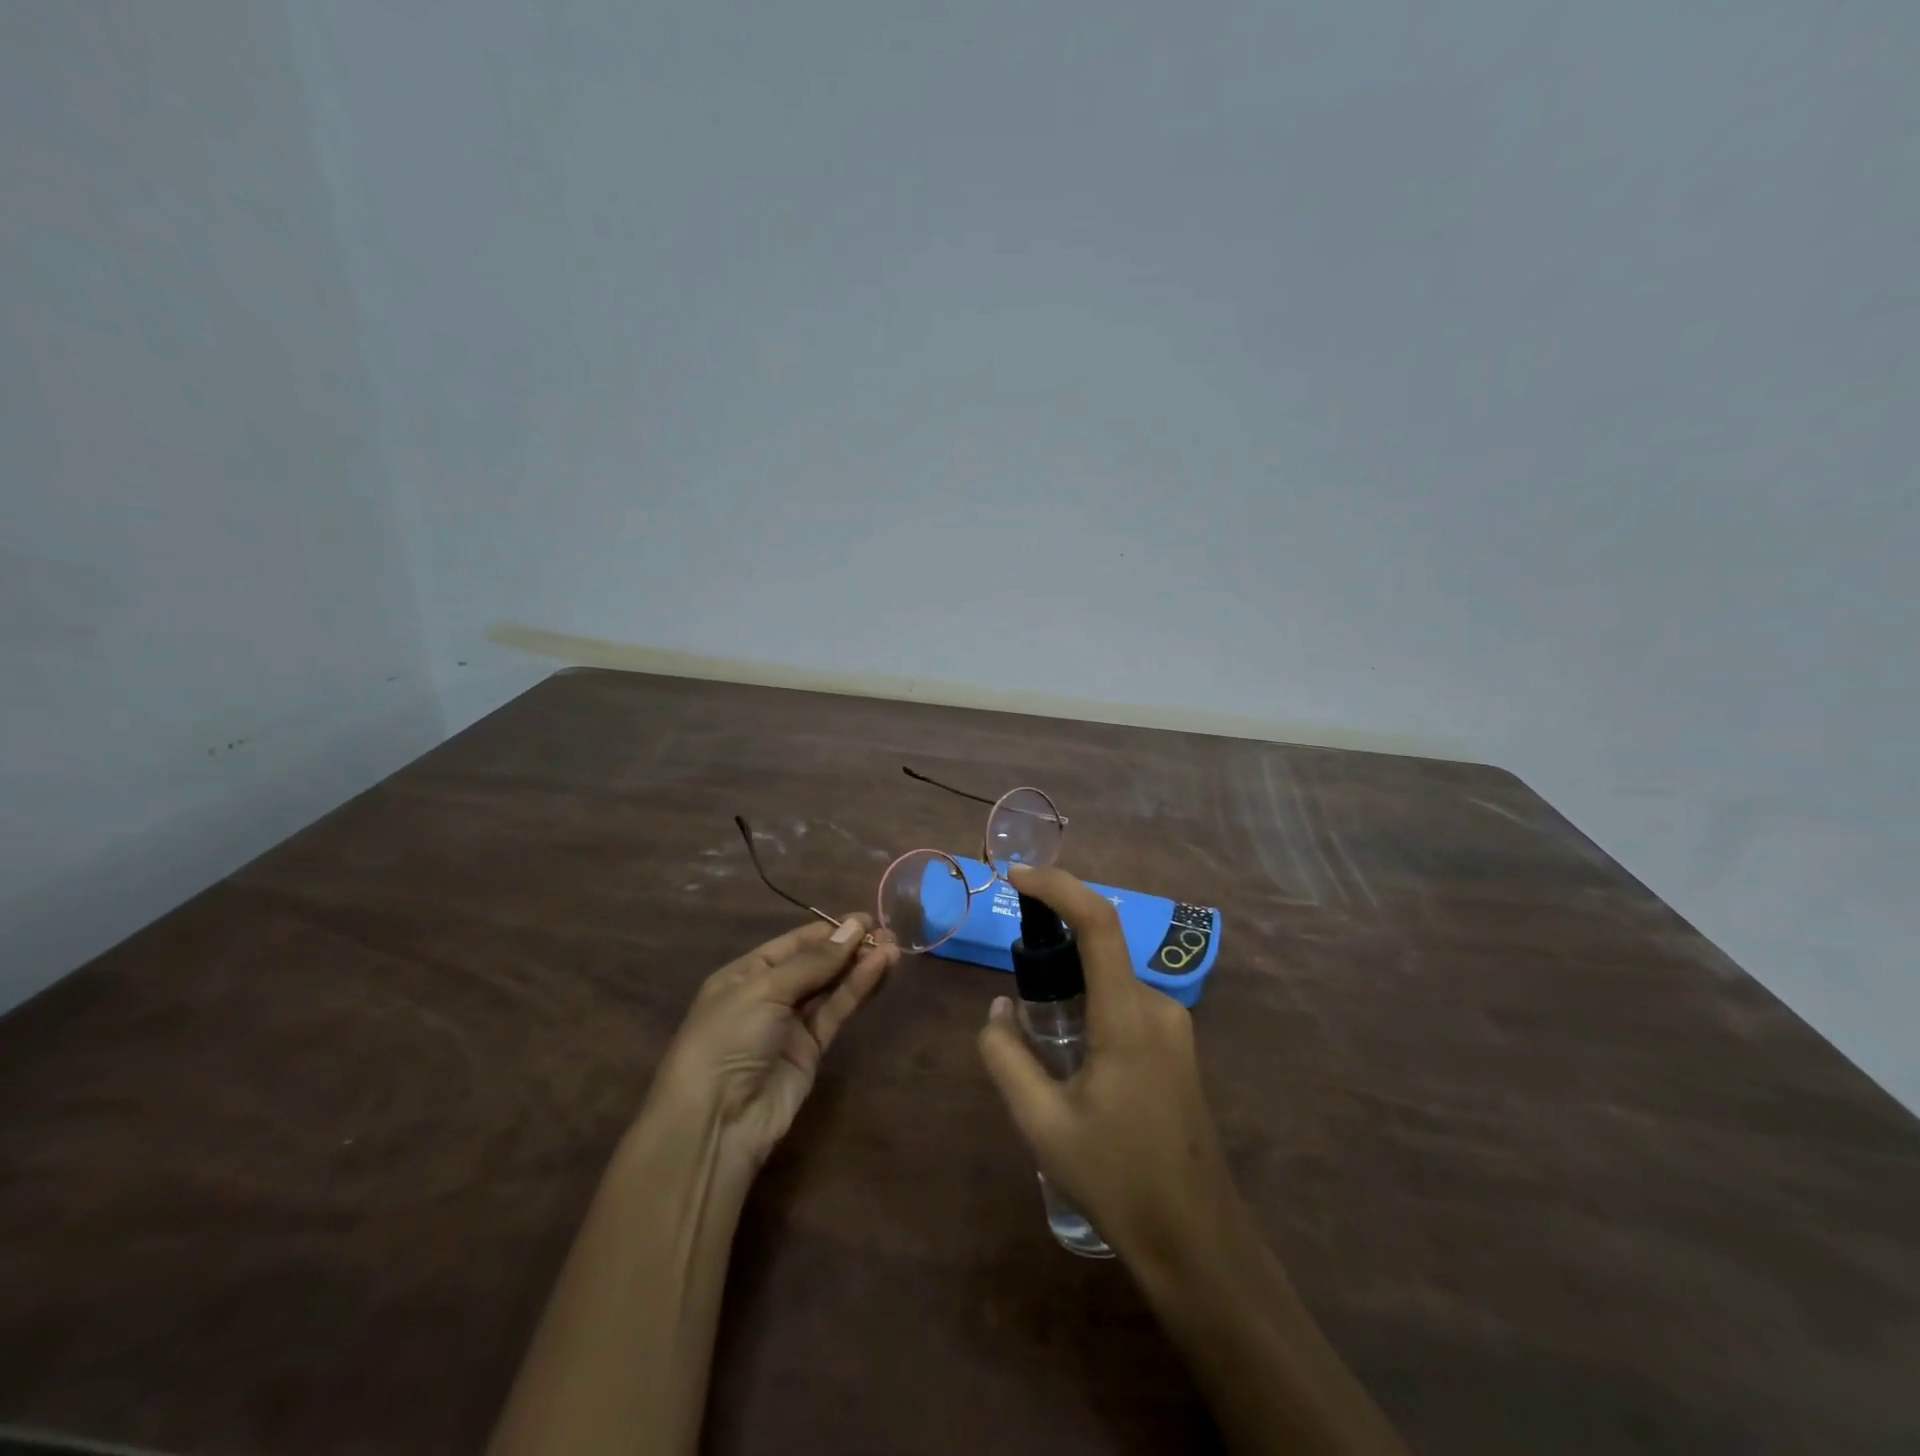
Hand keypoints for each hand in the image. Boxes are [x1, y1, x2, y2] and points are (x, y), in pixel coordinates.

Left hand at [649, 915, 898, 1172]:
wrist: (716, 1121)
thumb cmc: (727, 1038)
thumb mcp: (765, 989)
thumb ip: (813, 962)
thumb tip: (853, 928)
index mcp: (744, 974)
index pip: (793, 944)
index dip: (828, 931)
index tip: (864, 919)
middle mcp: (768, 995)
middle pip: (815, 964)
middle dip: (848, 947)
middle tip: (886, 932)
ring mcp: (790, 1025)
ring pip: (831, 987)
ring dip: (859, 966)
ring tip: (893, 947)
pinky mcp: (811, 1051)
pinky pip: (836, 1012)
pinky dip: (857, 990)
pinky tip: (879, 969)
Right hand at [977, 865, 1244, 1271]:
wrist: (1197, 1241)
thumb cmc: (1116, 1180)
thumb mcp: (1042, 1123)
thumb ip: (1006, 1056)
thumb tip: (998, 1009)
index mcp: (1127, 1018)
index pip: (1098, 923)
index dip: (1058, 887)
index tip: (1016, 877)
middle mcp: (1157, 1007)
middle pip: (1102, 945)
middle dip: (1054, 937)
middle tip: (1014, 969)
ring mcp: (1174, 1026)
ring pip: (1112, 976)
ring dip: (1072, 976)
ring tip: (1037, 1021)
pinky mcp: (1177, 1046)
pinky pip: (1125, 1000)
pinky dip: (1091, 999)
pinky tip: (1070, 1048)